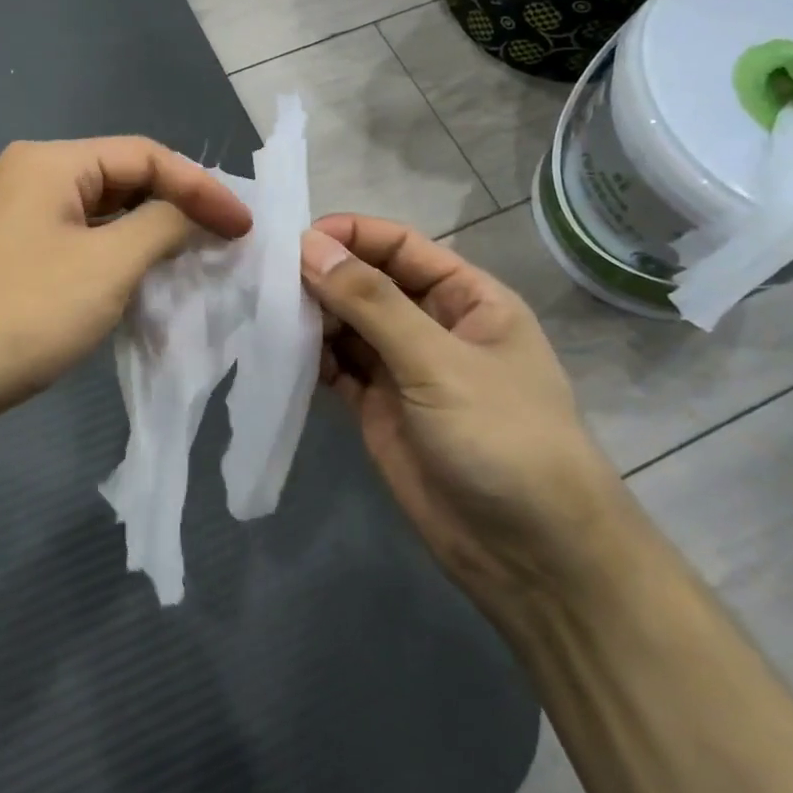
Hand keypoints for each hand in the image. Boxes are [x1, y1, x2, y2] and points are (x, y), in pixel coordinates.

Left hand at [0, 137, 251, 449]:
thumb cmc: (19, 312)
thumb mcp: (107, 265)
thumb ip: (163, 227)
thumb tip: (192, 215)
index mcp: (53, 163)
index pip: (147, 156)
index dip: (202, 188)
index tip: (244, 230)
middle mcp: (33, 182)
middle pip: (125, 183)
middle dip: (178, 213)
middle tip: (225, 248)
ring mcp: (19, 227)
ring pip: (104, 223)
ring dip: (151, 244)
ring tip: (197, 272)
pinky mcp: (13, 268)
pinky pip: (81, 254)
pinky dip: (118, 269)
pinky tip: (145, 296)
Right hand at [301, 215, 630, 616]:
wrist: (530, 556)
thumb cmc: (502, 437)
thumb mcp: (438, 361)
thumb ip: (372, 302)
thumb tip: (309, 245)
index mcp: (466, 299)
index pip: (401, 247)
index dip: (351, 236)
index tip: (294, 239)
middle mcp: (432, 326)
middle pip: (368, 283)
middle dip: (323, 276)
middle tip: (264, 276)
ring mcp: (402, 370)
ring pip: (347, 325)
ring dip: (310, 316)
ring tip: (262, 309)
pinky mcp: (377, 409)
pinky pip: (336, 368)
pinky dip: (309, 358)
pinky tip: (278, 350)